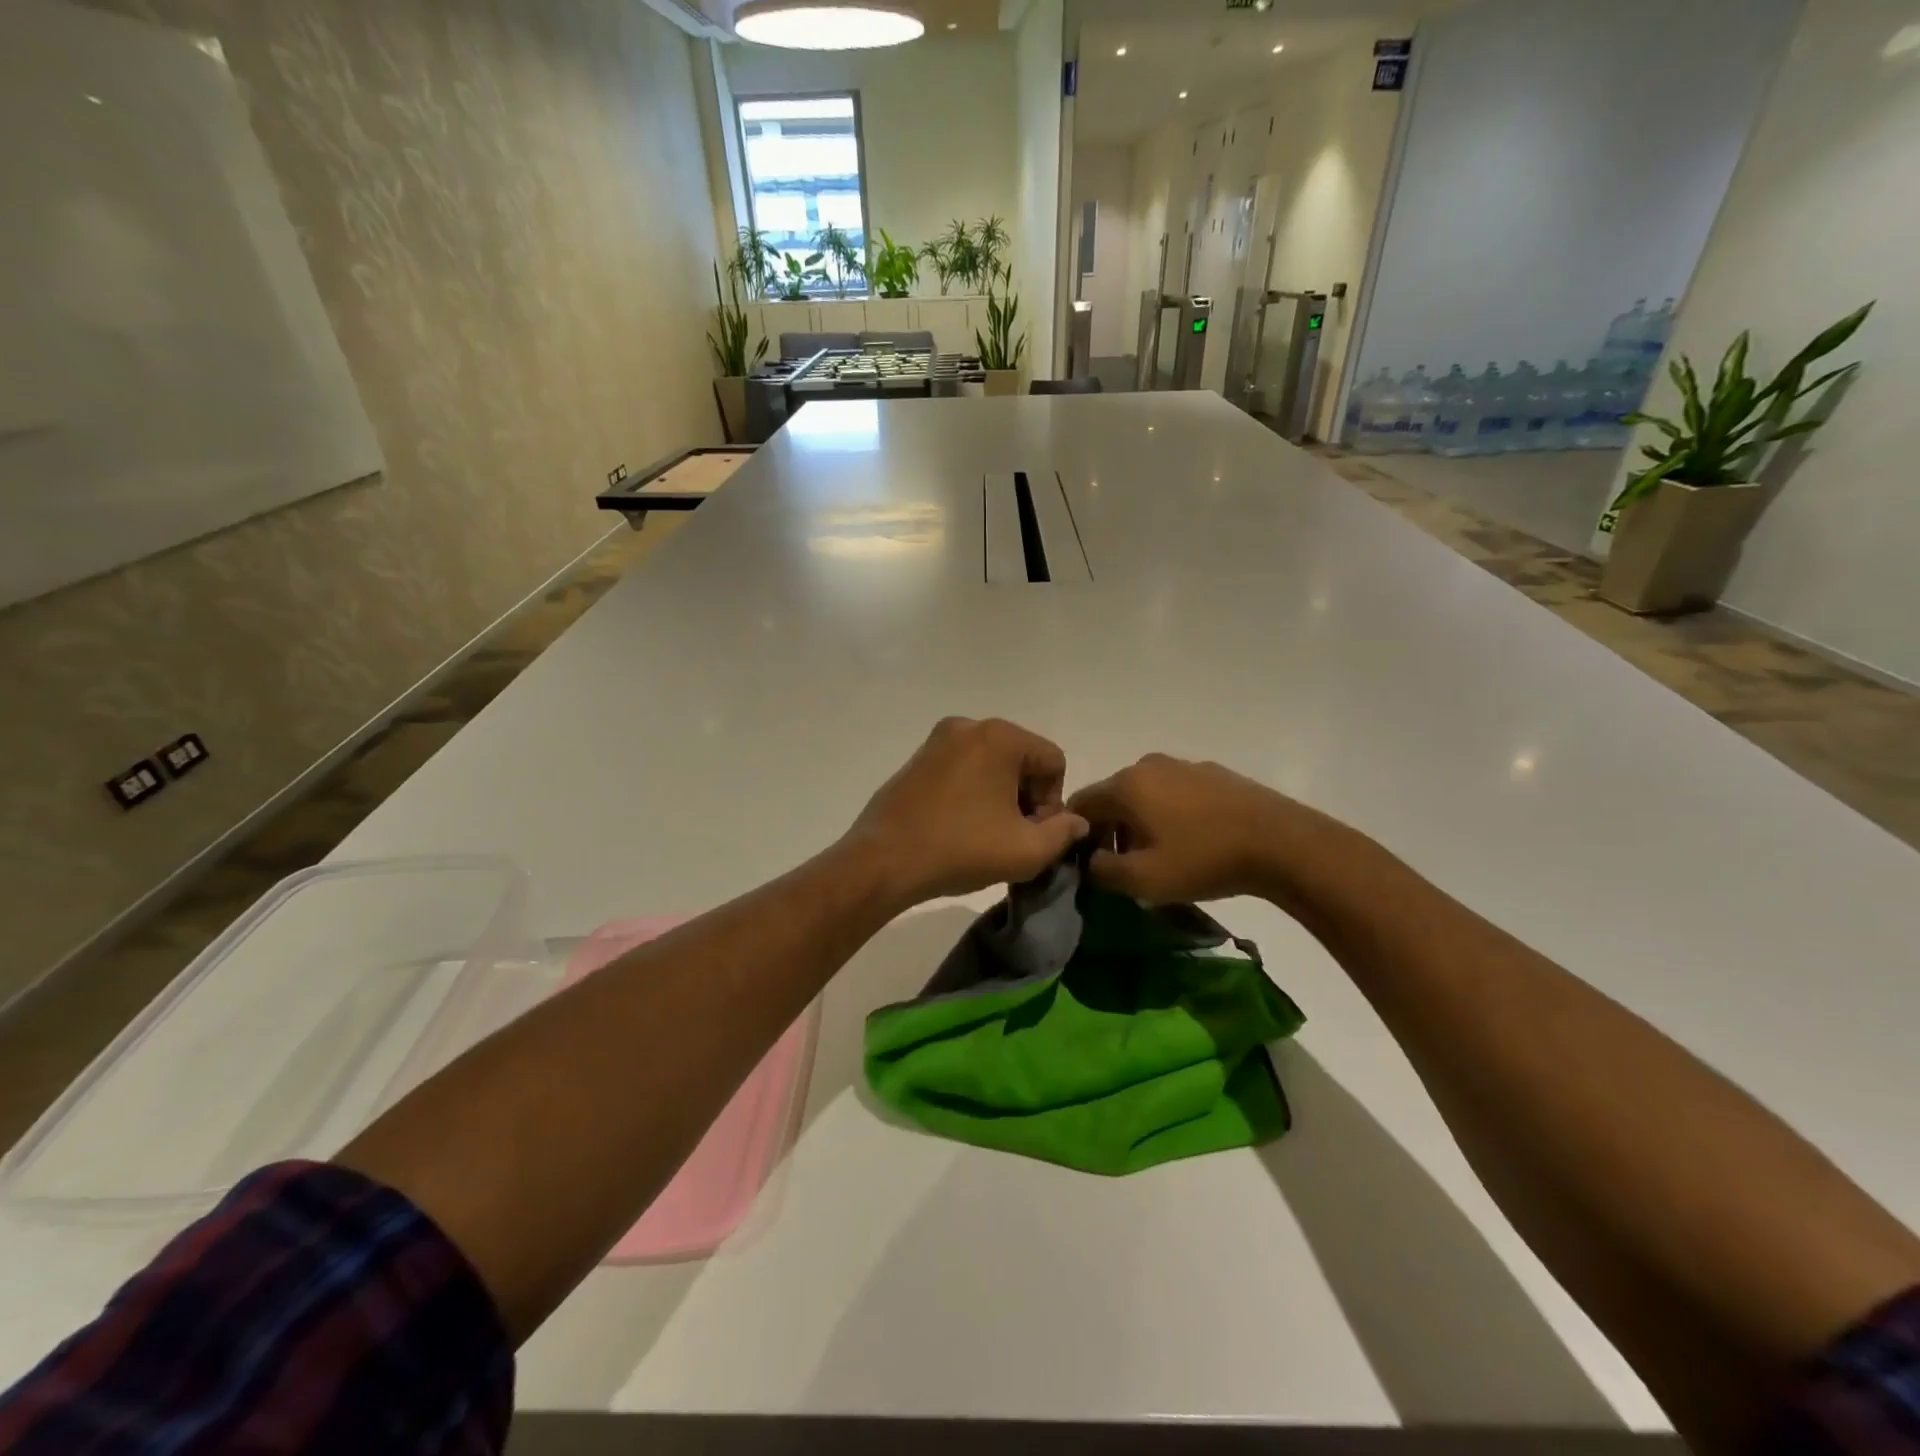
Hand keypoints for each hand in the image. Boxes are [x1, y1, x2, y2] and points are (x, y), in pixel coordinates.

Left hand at [846, 718, 1089, 906]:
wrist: (883, 861)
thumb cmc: (961, 849)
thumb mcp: (1027, 851)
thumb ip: (1063, 833)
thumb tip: (1075, 821)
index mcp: (999, 736)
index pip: (1053, 761)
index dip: (1053, 802)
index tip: (1034, 834)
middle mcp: (969, 726)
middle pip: (1022, 759)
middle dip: (1026, 797)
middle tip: (1013, 837)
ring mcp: (937, 741)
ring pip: (991, 765)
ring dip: (1000, 797)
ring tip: (987, 835)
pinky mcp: (917, 760)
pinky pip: (962, 769)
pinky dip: (972, 793)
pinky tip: (960, 827)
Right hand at [1069, 753, 1334, 905]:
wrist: (1281, 843)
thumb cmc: (1203, 860)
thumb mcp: (1144, 880)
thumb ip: (1102, 871)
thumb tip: (1089, 861)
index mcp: (1126, 785)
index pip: (1080, 805)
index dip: (1076, 836)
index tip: (1088, 865)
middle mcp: (1148, 765)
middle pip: (1112, 798)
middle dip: (1109, 831)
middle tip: (1124, 867)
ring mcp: (1183, 765)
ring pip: (1144, 795)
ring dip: (1139, 824)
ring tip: (1160, 857)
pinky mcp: (1212, 773)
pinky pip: (1174, 793)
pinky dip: (1168, 814)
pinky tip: (1191, 842)